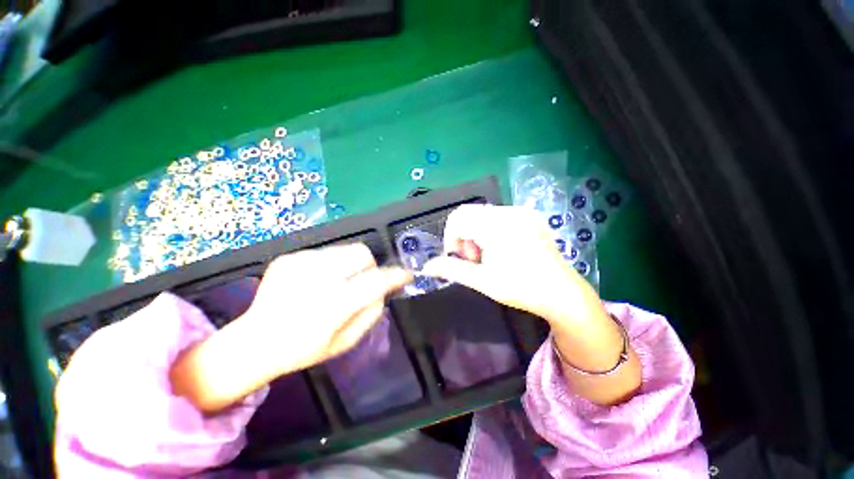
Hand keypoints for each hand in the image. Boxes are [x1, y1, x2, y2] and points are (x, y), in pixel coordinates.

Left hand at [171, 243, 410, 412]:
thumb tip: (383, 288)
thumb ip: (371, 312)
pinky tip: (314, 283)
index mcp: (332, 305)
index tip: (405, 274)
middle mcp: (317, 279)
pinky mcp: (288, 257)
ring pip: (345, 250)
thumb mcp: (346, 341)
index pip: (375, 281)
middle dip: (369, 266)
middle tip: (360, 282)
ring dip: (349, 265)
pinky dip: (329, 265)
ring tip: (335, 283)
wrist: (254, 341)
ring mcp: (299, 264)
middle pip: (361, 253)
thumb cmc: (305, 348)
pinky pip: (325, 253)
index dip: (395, 276)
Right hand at [422, 204, 601, 329]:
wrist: (561, 293)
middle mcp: (509, 212)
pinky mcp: (529, 216)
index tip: (458, 258)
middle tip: (474, 259)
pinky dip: (490, 229)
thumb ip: (451, 270)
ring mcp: (521, 212)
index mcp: (496, 226)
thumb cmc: (520, 288)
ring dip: (476, 233)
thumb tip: (427, 267)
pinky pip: (498, 215)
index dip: (451, 238)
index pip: (458, 218)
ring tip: (488, 256)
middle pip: (469, 213)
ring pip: (483, 214)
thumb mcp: (481, 281)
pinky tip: (501, 248)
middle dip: (463, 236)